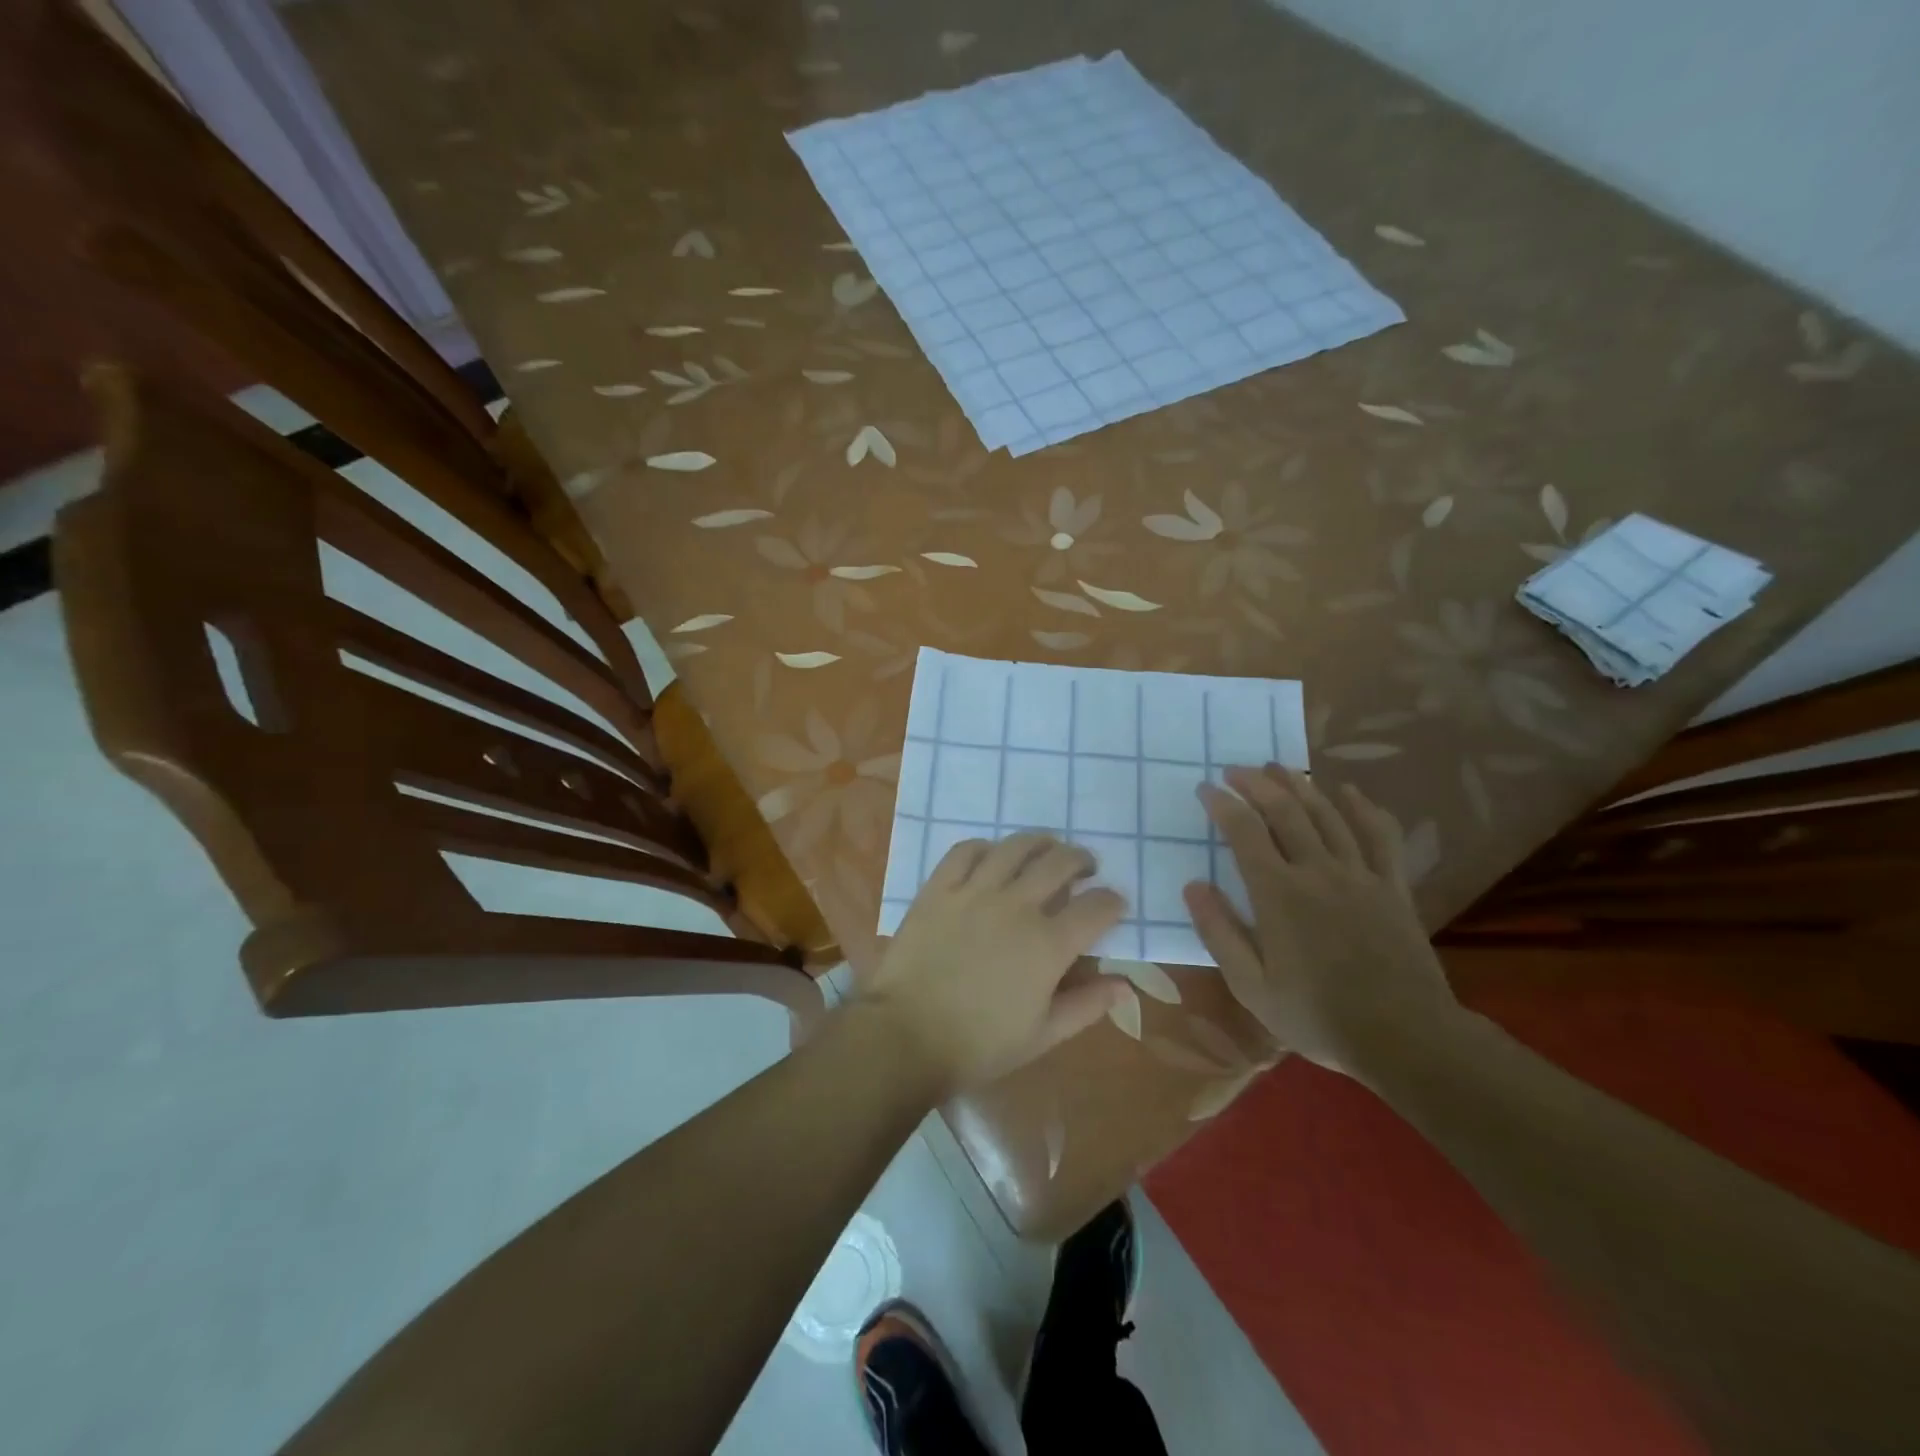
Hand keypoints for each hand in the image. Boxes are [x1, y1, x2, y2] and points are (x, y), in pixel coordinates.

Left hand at [856, 833, 1126, 1092]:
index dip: (1112, 901)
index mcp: (1048, 945)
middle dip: (1081, 861)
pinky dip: (985, 847)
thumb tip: (1126, 984)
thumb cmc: (979, 1044)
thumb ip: (1087, 1005)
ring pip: (1016, 847)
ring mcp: (975, 891)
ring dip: (1040, 844)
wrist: (907, 1035)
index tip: (1114, 904)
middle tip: (1083, 869)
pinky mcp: (939, 888)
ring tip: (1045, 850)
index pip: (1096, 907)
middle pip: (1060, 863)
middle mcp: (1017, 906)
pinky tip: (991, 856)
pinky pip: (966, 851)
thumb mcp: (1043, 1035)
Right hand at [1183, 765, 1460, 1077]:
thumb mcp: (1251, 986)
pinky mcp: (1392, 886)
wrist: (1405, 1038)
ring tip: (1278, 768)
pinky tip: (1348, 791)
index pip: (1244, 832)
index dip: (1222, 805)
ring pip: (1328, 813)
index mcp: (1278, 894)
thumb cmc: (1317, 1016)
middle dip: (1256, 784)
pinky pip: (1379, 834)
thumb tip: (1193, 886)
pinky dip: (1362, 807)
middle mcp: (1318, 871)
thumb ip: (1219, 932)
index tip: (1205, 789)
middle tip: (1236, 770)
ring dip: (1300, 785)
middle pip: (1285, 811)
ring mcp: (1360, 875)